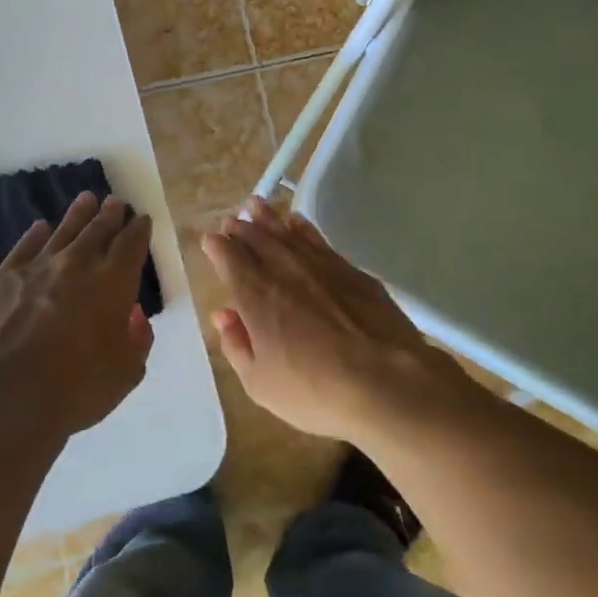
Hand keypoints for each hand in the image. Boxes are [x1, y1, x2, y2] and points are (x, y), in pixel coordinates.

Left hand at [0, 192, 155, 438]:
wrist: (8, 396)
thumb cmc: (77, 389)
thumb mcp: (126, 372)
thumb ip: (136, 339)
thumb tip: (132, 315)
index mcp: (113, 282)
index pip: (131, 244)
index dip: (139, 229)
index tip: (142, 219)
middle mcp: (77, 264)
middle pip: (98, 230)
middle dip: (110, 214)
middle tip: (115, 201)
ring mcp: (37, 267)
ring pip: (63, 231)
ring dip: (78, 214)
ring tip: (86, 199)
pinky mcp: (3, 278)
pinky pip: (24, 248)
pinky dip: (34, 235)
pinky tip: (40, 228)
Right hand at [202, 198, 467, 446]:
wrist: (387, 382)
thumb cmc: (315, 391)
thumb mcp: (261, 384)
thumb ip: (237, 346)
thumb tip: (223, 315)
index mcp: (256, 297)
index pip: (230, 260)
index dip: (218, 247)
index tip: (211, 239)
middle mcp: (284, 272)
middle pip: (257, 240)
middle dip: (241, 227)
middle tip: (232, 219)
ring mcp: (320, 267)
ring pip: (287, 234)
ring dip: (268, 218)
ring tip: (255, 205)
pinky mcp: (351, 272)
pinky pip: (318, 240)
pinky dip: (303, 229)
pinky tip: (297, 222)